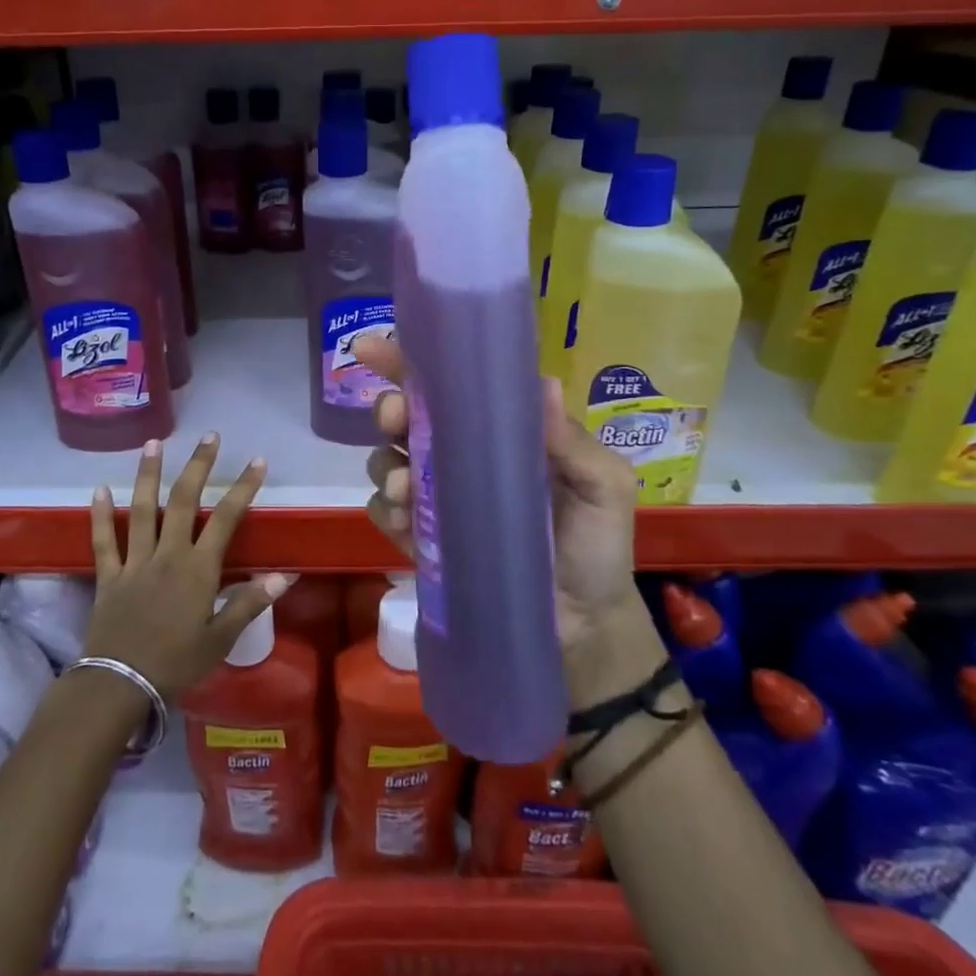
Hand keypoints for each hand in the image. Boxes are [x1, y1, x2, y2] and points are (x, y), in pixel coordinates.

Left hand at [86, 433, 291, 699]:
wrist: (120, 684)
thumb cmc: (177, 663)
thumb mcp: (221, 639)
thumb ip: (250, 603)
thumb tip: (284, 576)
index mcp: (198, 568)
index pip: (226, 518)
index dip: (244, 487)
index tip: (257, 461)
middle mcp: (167, 554)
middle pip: (183, 501)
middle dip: (198, 465)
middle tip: (209, 436)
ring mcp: (135, 562)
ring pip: (141, 509)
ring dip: (148, 474)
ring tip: (153, 443)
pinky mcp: (109, 575)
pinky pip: (103, 540)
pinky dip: (100, 514)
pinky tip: (98, 489)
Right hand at [354, 335, 649, 662]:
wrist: (584, 627)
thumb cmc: (597, 547)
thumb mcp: (604, 489)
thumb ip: (574, 443)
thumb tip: (542, 384)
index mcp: (499, 431)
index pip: (450, 386)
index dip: (408, 363)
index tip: (372, 348)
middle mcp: (460, 456)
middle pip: (407, 418)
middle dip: (390, 410)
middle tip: (395, 418)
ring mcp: (437, 499)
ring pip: (387, 462)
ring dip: (385, 465)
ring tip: (407, 488)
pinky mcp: (422, 540)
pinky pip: (385, 513)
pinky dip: (386, 510)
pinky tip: (403, 520)